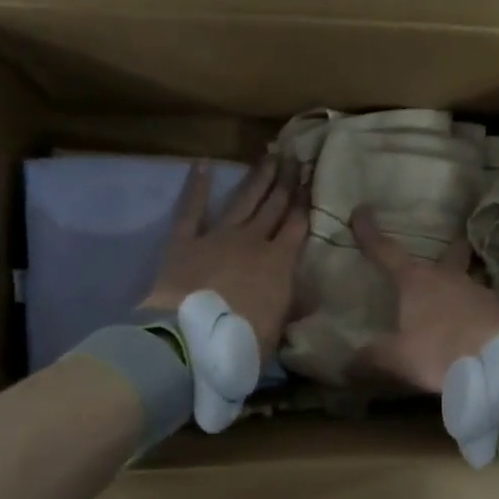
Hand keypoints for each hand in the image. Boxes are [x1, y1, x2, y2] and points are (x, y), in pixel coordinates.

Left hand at [142, 158, 306, 358]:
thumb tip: (312, 298)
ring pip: (243, 200)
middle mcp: (253, 241)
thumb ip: (293, 309)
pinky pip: (191, 209)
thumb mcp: (278, 332)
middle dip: (286, 182)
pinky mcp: (185, 241)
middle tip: (296, 158)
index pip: (298, 225)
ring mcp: (218, 236)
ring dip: (257, 178)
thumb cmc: (242, 342)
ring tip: (269, 156)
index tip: (313, 180)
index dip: (306, 202)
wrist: (191, 340)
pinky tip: (202, 163)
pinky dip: (197, 186)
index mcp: (279, 263)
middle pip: (274, 206)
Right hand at [350, 205, 498, 393]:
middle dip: (448, 250)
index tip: (361, 211)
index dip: (370, 234)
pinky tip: (475, 327)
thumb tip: (346, 365)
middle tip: (452, 243)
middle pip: (448, 255)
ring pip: (468, 280)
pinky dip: (476, 312)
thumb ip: (371, 358)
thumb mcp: (397, 359)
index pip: (386, 252)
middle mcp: (447, 278)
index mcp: (415, 282)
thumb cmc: (438, 351)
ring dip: (461, 286)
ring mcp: (478, 292)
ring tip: (458, 299)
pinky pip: (484, 306)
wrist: (497, 362)